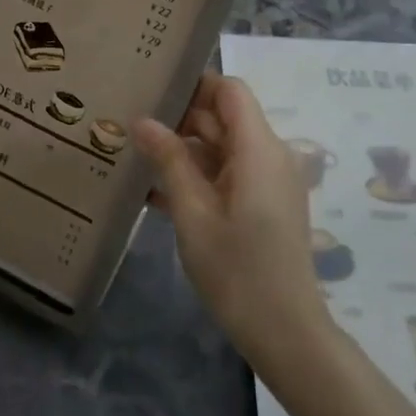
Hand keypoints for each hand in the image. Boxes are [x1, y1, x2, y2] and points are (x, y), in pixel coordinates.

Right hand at [132, 75, 333, 372]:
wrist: (285, 332)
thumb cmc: (237, 271)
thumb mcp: (193, 214)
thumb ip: (169, 161)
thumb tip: (142, 120)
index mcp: (258, 149)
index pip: (230, 91)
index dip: (194, 84)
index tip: (152, 88)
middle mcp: (269, 156)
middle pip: (224, 118)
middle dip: (180, 118)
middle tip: (130, 123)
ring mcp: (268, 182)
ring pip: (222, 148)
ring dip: (183, 151)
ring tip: (134, 155)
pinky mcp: (264, 205)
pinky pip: (227, 175)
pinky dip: (197, 176)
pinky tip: (154, 192)